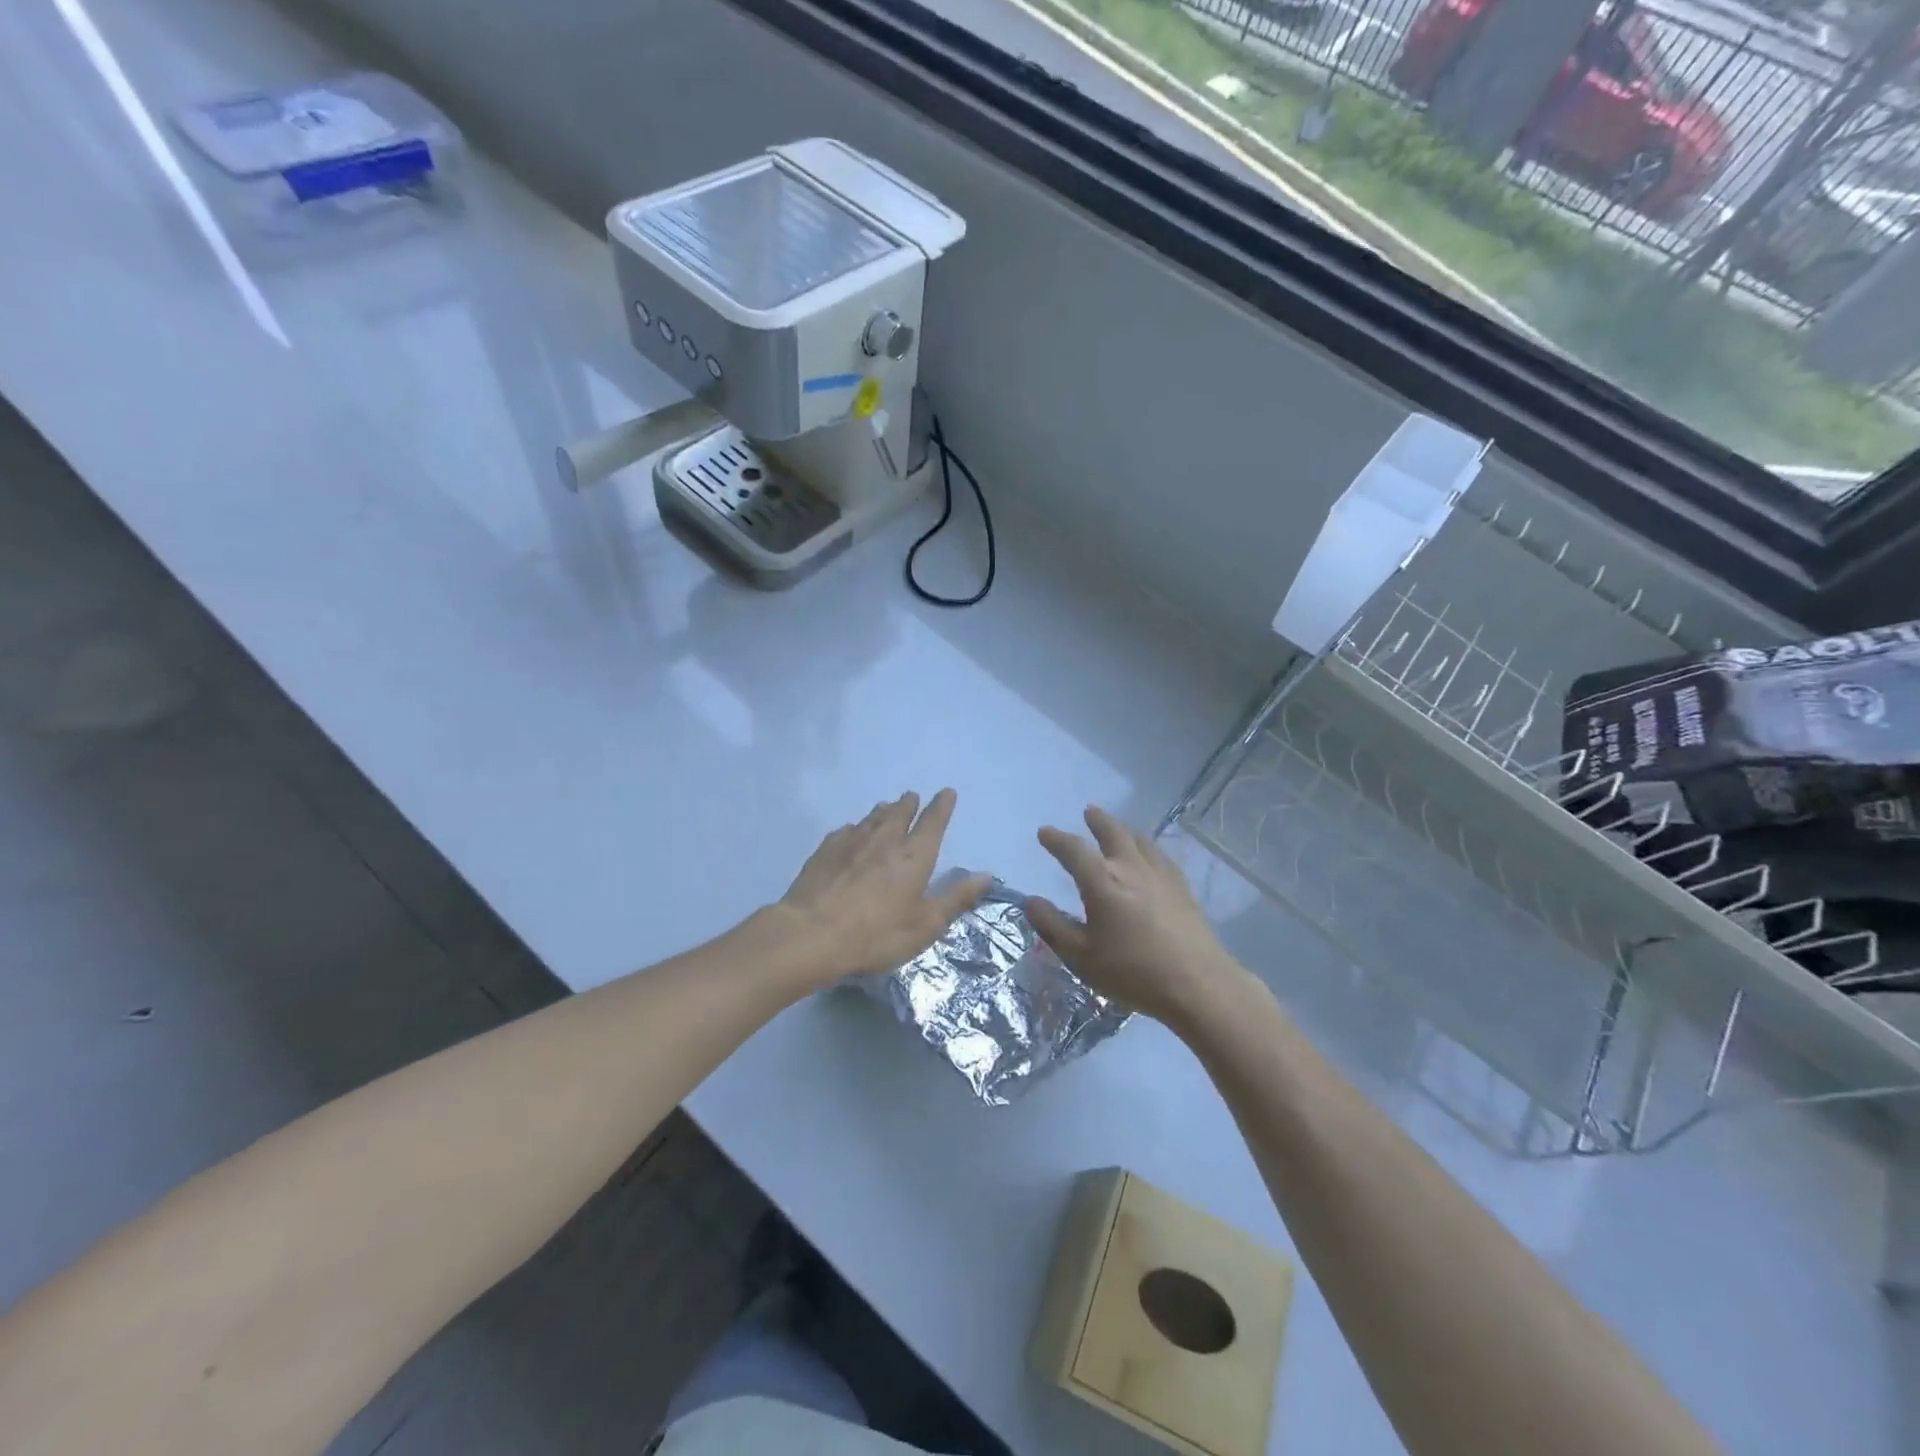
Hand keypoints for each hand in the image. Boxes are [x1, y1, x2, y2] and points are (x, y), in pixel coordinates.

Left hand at [773, 789, 990, 985]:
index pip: (933, 821)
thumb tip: (986, 875)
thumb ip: (956, 898)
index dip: (942, 806)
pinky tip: (852, 833)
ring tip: (887, 808)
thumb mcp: (925, 925)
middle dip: (909, 803)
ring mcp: (853, 840)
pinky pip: (847, 830)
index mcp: (915, 855)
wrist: (811, 934)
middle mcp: (885, 838)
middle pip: (900, 812)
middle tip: (912, 797)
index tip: (946, 792)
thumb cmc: (876, 934)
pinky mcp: (826, 849)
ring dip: (884, 810)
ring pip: (873, 817)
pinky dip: (856, 828)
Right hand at [1027, 806, 1247, 1027]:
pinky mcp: (1182, 887)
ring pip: (1139, 840)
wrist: (1197, 983)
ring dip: (1123, 830)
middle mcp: (1130, 867)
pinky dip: (1147, 848)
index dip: (1056, 839)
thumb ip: (1053, 925)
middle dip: (1098, 821)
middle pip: (1113, 832)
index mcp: (1101, 881)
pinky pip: (1160, 855)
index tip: (1044, 832)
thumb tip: (1031, 900)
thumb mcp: (1081, 955)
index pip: (1073, 850)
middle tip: (1089, 812)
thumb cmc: (1132, 971)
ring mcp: (1160, 874)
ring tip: (1117, 829)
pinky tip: (1150, 856)